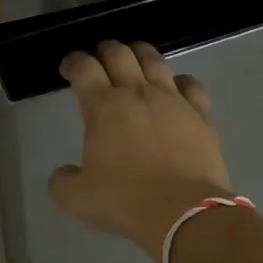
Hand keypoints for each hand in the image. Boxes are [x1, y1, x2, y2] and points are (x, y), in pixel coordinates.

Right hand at [48, 41, 233, 256]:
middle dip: (104, 49)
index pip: (83, 68)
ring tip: (134, 58)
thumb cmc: (125, 201)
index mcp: (103, 106)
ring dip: (140, 53)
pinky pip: (191, 84)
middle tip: (99, 58)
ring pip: (154, 60)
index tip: (68, 68)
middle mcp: (137, 92)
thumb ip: (63, 181)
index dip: (72, 62)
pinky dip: (179, 80)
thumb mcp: (77, 199)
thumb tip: (64, 173)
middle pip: (119, 53)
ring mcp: (172, 99)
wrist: (183, 212)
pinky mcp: (200, 114)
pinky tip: (176, 86)